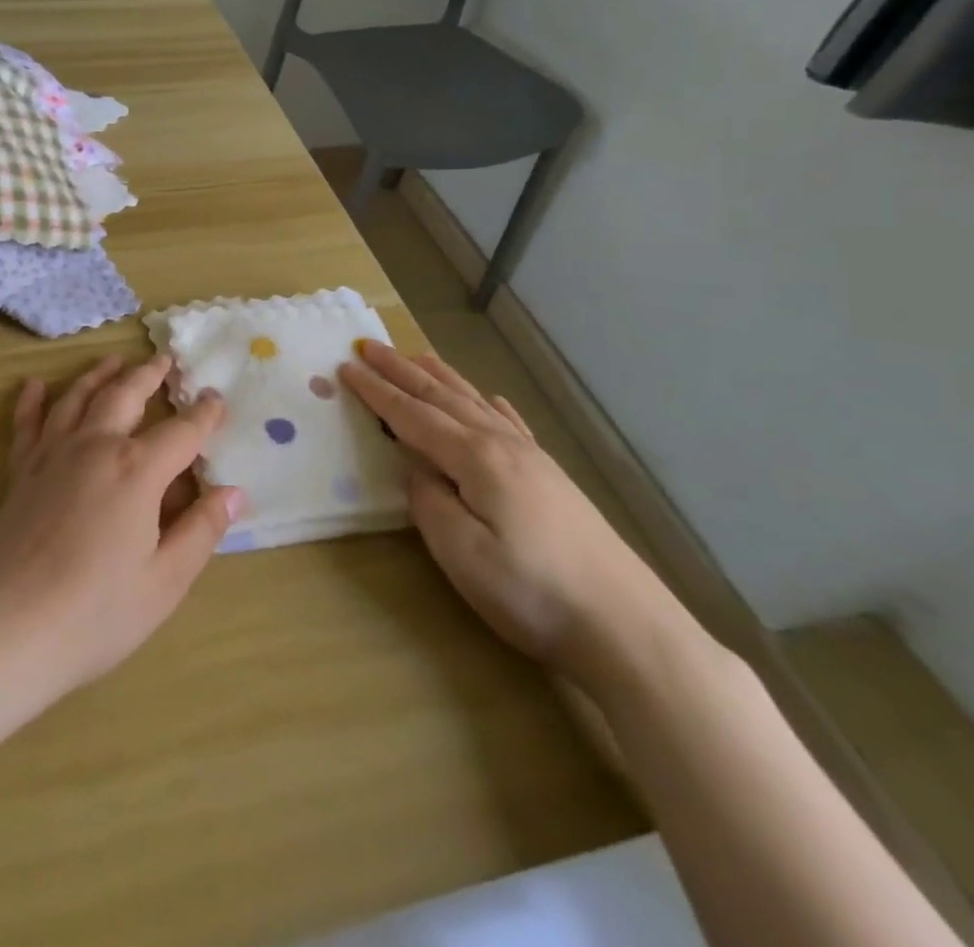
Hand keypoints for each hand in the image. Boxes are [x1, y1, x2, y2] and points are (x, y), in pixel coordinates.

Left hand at [0, 354, 239, 697]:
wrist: (10, 628)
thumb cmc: (98, 612)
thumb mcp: (166, 580)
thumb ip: (201, 530)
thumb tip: (232, 492)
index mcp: (138, 470)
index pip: (182, 432)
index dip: (204, 415)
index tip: (216, 399)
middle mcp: (96, 447)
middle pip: (126, 395)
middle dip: (149, 375)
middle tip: (164, 359)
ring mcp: (53, 454)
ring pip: (78, 398)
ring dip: (98, 375)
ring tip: (113, 361)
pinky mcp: (21, 471)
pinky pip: (27, 423)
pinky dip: (32, 401)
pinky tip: (34, 385)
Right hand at [338, 341, 695, 692]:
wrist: (627, 628)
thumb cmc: (531, 592)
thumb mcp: (461, 552)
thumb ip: (428, 500)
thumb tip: (418, 469)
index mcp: (475, 458)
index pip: (412, 415)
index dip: (376, 391)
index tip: (345, 367)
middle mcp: (502, 445)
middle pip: (441, 397)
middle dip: (402, 370)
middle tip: (369, 345)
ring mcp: (532, 459)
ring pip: (475, 403)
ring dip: (441, 377)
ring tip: (417, 355)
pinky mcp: (552, 478)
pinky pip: (512, 424)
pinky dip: (492, 405)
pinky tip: (491, 399)